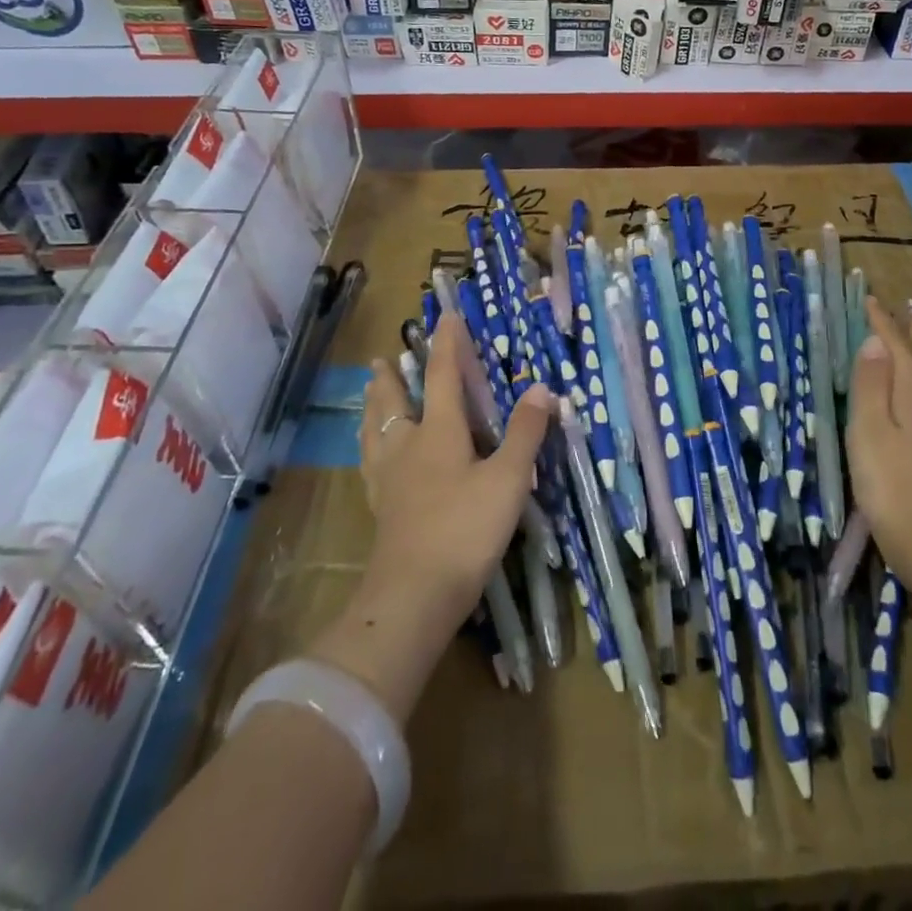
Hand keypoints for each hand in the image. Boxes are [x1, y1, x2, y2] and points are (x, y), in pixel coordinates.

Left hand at [310, 314, 549, 722]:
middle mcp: (407, 445)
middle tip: (381, 358)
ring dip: (373, 406)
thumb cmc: (465, 529)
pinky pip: (369, 462)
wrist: (413, 594)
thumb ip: (525, 433)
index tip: (445, 316)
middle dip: (391, 376)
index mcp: (438, 431)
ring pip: (374, 430)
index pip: (444, 375)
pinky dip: (369, 445)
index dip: (447, 344)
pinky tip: (372, 455)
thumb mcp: (508, 479)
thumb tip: (542, 389)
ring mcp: (388, 478)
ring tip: (369, 393)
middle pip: (394, 400)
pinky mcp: (380, 507)